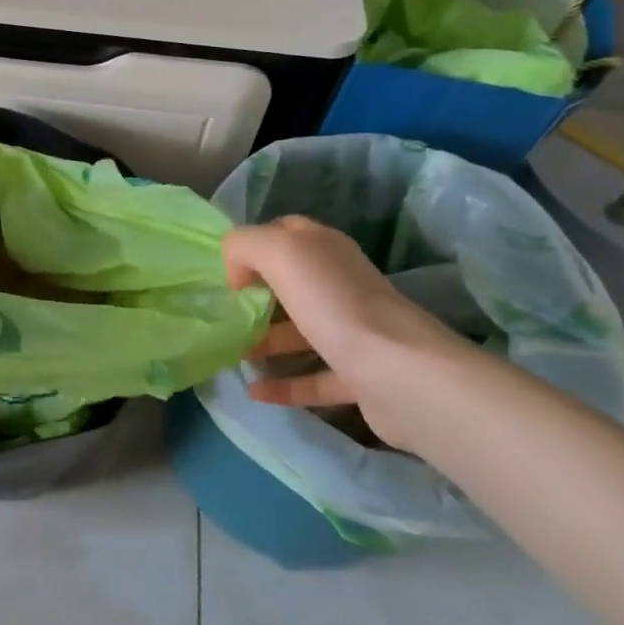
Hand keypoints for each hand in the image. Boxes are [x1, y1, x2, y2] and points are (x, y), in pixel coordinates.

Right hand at [223, 217, 462, 452]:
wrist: (399, 373)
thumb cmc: (333, 302)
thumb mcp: (279, 250)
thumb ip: (245, 245)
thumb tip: (236, 273)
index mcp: (325, 249)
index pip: (284, 233)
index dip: (253, 247)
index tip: (227, 275)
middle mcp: (341, 285)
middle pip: (291, 284)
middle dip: (256, 296)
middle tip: (224, 316)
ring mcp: (353, 332)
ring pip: (301, 331)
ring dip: (266, 341)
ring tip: (232, 354)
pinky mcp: (360, 376)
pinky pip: (313, 379)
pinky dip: (284, 385)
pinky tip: (253, 391)